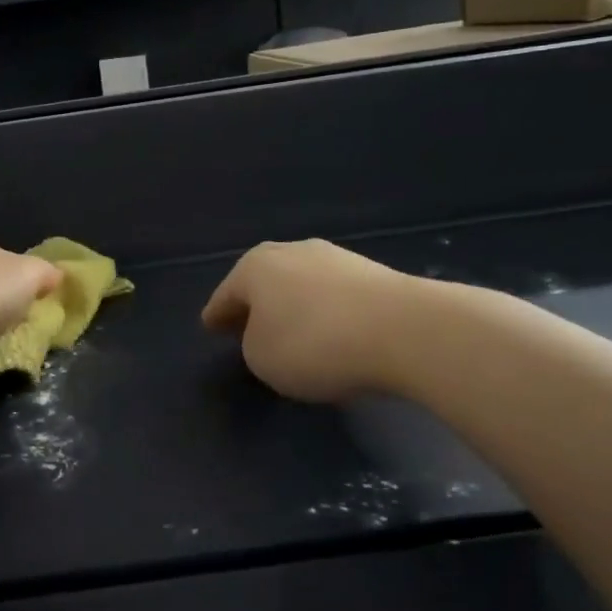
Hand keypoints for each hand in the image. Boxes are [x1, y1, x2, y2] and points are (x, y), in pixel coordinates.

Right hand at [201, 239, 413, 402]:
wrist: (403, 329)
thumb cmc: (314, 343)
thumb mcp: (262, 358)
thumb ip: (252, 345)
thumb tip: (268, 334)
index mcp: (255, 267)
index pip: (226, 294)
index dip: (216, 314)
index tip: (209, 326)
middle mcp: (291, 252)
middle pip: (263, 280)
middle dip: (253, 303)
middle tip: (244, 326)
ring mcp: (335, 258)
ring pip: (300, 284)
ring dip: (292, 305)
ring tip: (292, 331)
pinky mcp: (372, 272)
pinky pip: (334, 295)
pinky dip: (325, 311)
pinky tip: (331, 331)